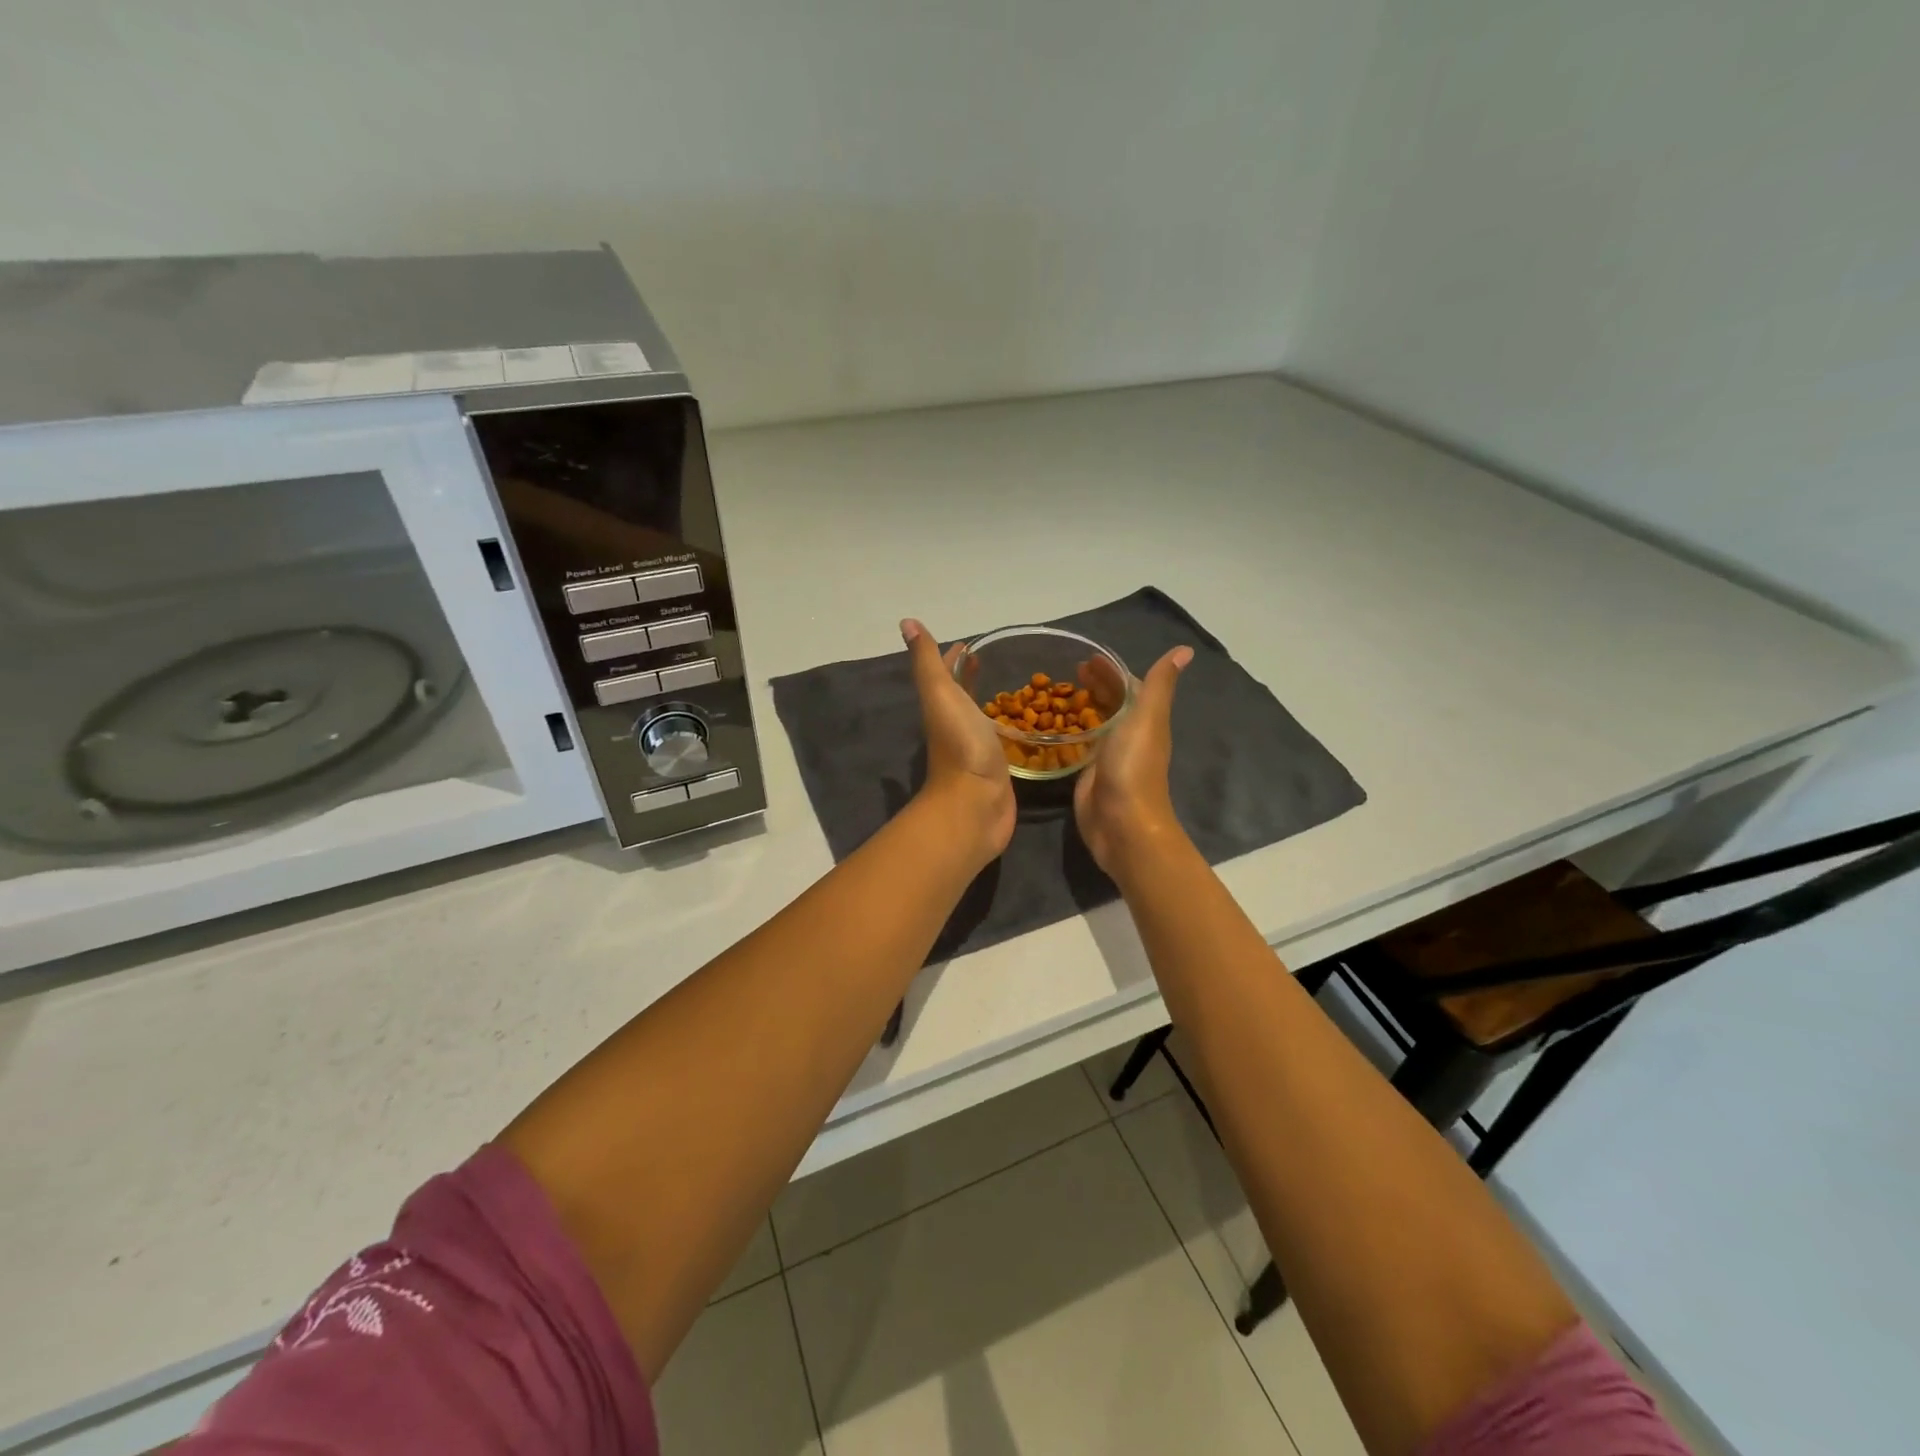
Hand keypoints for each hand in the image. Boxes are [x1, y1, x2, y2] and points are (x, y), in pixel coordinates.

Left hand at [902, 619, 1015, 866]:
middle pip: (961, 697)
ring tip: (1012, 689)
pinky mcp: (996, 770)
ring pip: (981, 719)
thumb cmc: (960, 745)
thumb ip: (927, 662)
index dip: (953, 659)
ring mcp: (976, 750)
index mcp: (942, 708)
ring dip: (989, 703)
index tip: (969, 644)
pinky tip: (1021, 727)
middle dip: (970, 678)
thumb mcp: (940, 695)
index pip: (946, 676)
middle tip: (989, 661)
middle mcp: (956, 727)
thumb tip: (906, 622)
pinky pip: (1001, 742)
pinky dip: (1007, 730)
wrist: (975, 804)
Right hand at [1073, 645, 1193, 880]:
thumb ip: (1160, 684)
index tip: (1088, 657)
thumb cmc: (1134, 766)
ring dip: (1081, 706)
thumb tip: (1186, 650)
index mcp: (1145, 720)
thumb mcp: (1148, 717)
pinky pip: (1080, 745)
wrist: (1122, 822)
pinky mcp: (1089, 774)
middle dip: (1095, 686)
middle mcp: (1129, 735)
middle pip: (1112, 704)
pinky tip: (1052, 725)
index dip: (1112, 671)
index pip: (1130, 687)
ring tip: (1058, 692)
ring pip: (1096, 723)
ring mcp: (1108, 756)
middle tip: (1069, 671)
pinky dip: (1070, 731)